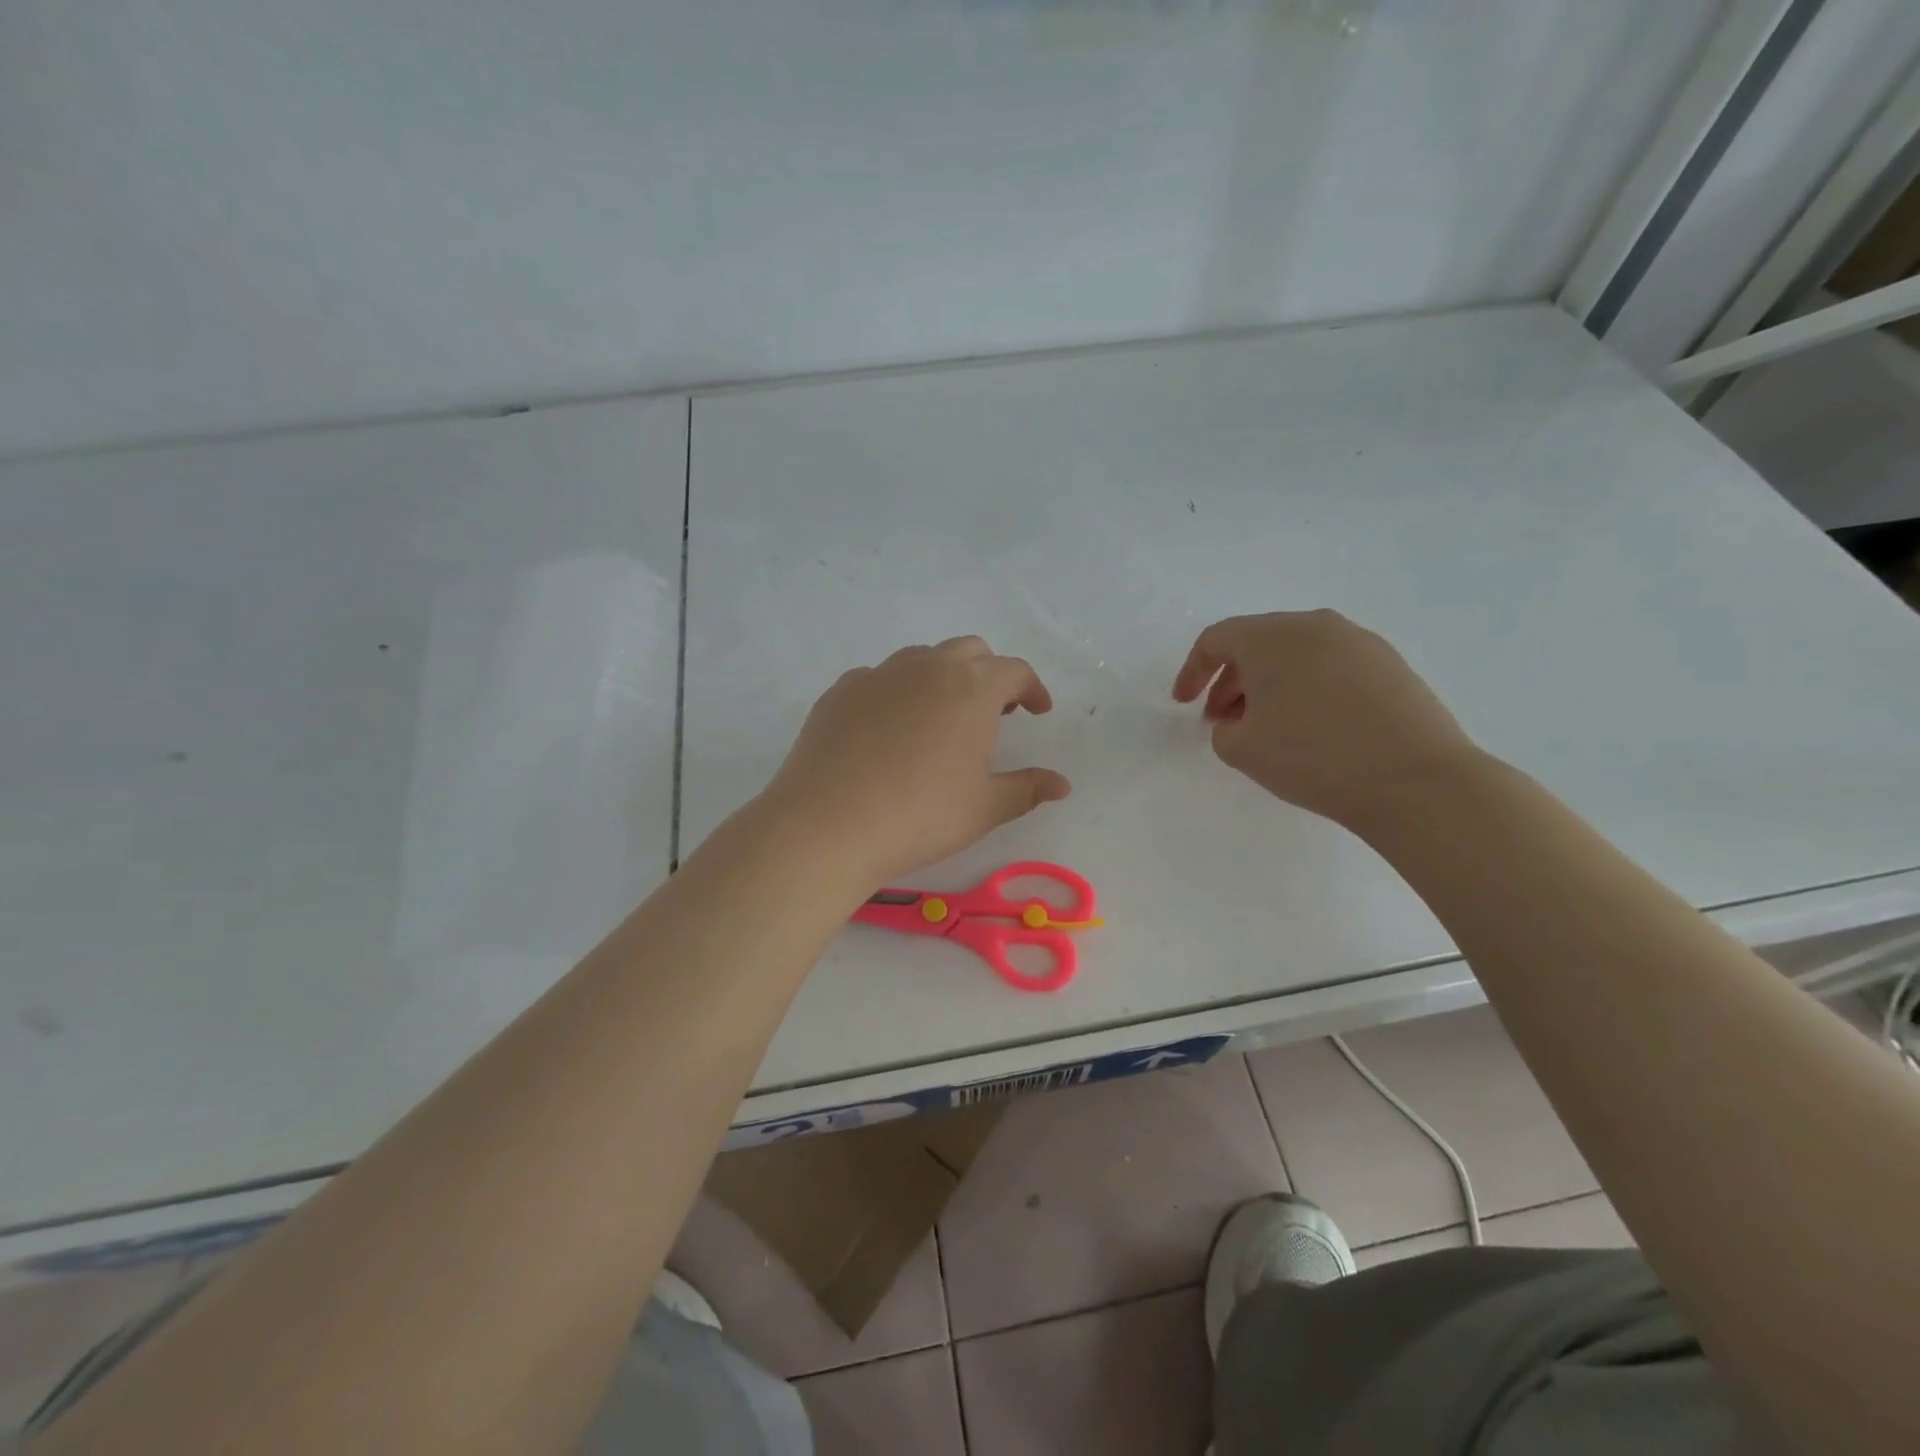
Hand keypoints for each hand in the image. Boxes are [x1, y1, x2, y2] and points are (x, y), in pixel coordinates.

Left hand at [760, 636, 1070, 885]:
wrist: (828, 824)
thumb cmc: (920, 815)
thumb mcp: (983, 808)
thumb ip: (1026, 789)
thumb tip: (1062, 784)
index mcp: (971, 688)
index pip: (1014, 670)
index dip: (1032, 688)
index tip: (1037, 711)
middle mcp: (927, 667)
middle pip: (969, 651)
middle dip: (989, 674)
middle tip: (994, 711)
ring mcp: (878, 674)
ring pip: (921, 659)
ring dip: (942, 677)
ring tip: (941, 718)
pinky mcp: (840, 691)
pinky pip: (879, 679)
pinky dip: (897, 692)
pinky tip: (889, 730)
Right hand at [1171, 610, 1482, 830]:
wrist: (1415, 780)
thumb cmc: (1313, 756)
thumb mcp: (1242, 750)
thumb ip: (1223, 729)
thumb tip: (1241, 720)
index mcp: (1272, 636)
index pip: (1216, 640)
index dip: (1192, 672)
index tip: (1184, 705)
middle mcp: (1315, 625)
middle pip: (1257, 643)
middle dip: (1232, 681)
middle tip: (1223, 721)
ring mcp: (1359, 642)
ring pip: (1296, 654)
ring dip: (1270, 684)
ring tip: (1267, 726)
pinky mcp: (1391, 664)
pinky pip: (1331, 667)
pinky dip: (1307, 688)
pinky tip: (1312, 727)